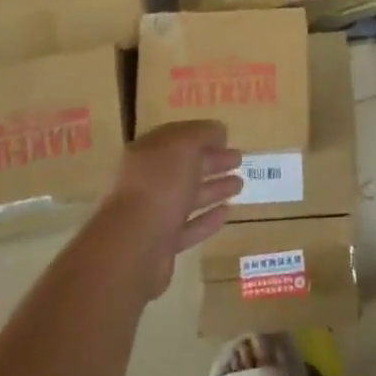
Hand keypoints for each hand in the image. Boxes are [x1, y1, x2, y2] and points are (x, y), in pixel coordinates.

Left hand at [106, 121, 242, 297]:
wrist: (135, 245)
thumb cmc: (160, 184)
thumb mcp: (184, 145)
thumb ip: (202, 133)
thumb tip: (218, 130)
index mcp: (147, 153)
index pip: (177, 138)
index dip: (202, 135)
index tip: (227, 137)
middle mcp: (148, 180)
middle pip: (184, 167)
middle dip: (212, 161)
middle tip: (239, 159)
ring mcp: (154, 213)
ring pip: (188, 196)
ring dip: (213, 188)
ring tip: (239, 184)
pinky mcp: (162, 243)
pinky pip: (189, 226)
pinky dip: (207, 219)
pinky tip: (226, 212)